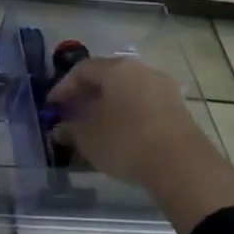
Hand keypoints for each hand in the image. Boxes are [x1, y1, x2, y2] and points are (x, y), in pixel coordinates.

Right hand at [48, 56, 233, 233]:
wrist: (182, 165)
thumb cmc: (125, 141)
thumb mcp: (88, 138)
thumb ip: (70, 129)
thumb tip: (61, 127)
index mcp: (116, 68)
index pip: (81, 70)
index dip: (63, 87)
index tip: (52, 107)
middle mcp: (141, 70)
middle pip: (107, 77)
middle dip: (86, 95)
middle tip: (71, 113)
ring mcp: (163, 88)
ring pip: (127, 91)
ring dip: (108, 105)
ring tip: (95, 126)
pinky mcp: (178, 108)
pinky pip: (143, 104)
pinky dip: (127, 114)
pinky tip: (120, 134)